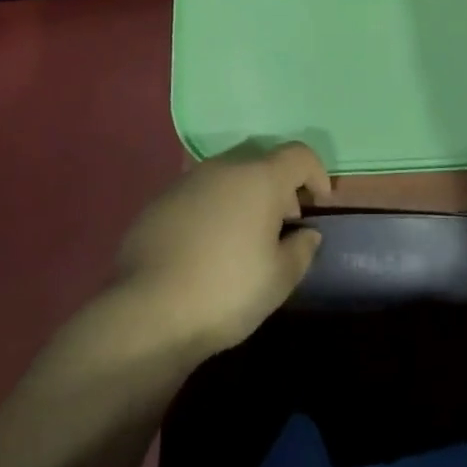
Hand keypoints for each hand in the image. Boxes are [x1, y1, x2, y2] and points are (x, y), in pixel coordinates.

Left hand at [115, 141, 330, 357]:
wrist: (147, 311)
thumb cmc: (227, 291)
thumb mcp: (279, 278)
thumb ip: (301, 249)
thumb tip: (306, 233)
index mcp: (259, 178)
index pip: (299, 154)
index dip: (316, 174)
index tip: (319, 204)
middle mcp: (223, 168)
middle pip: (262, 162)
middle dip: (279, 186)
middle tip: (284, 224)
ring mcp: (186, 182)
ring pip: (227, 177)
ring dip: (244, 197)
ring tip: (244, 238)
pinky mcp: (159, 202)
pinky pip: (199, 195)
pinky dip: (213, 209)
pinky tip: (207, 247)